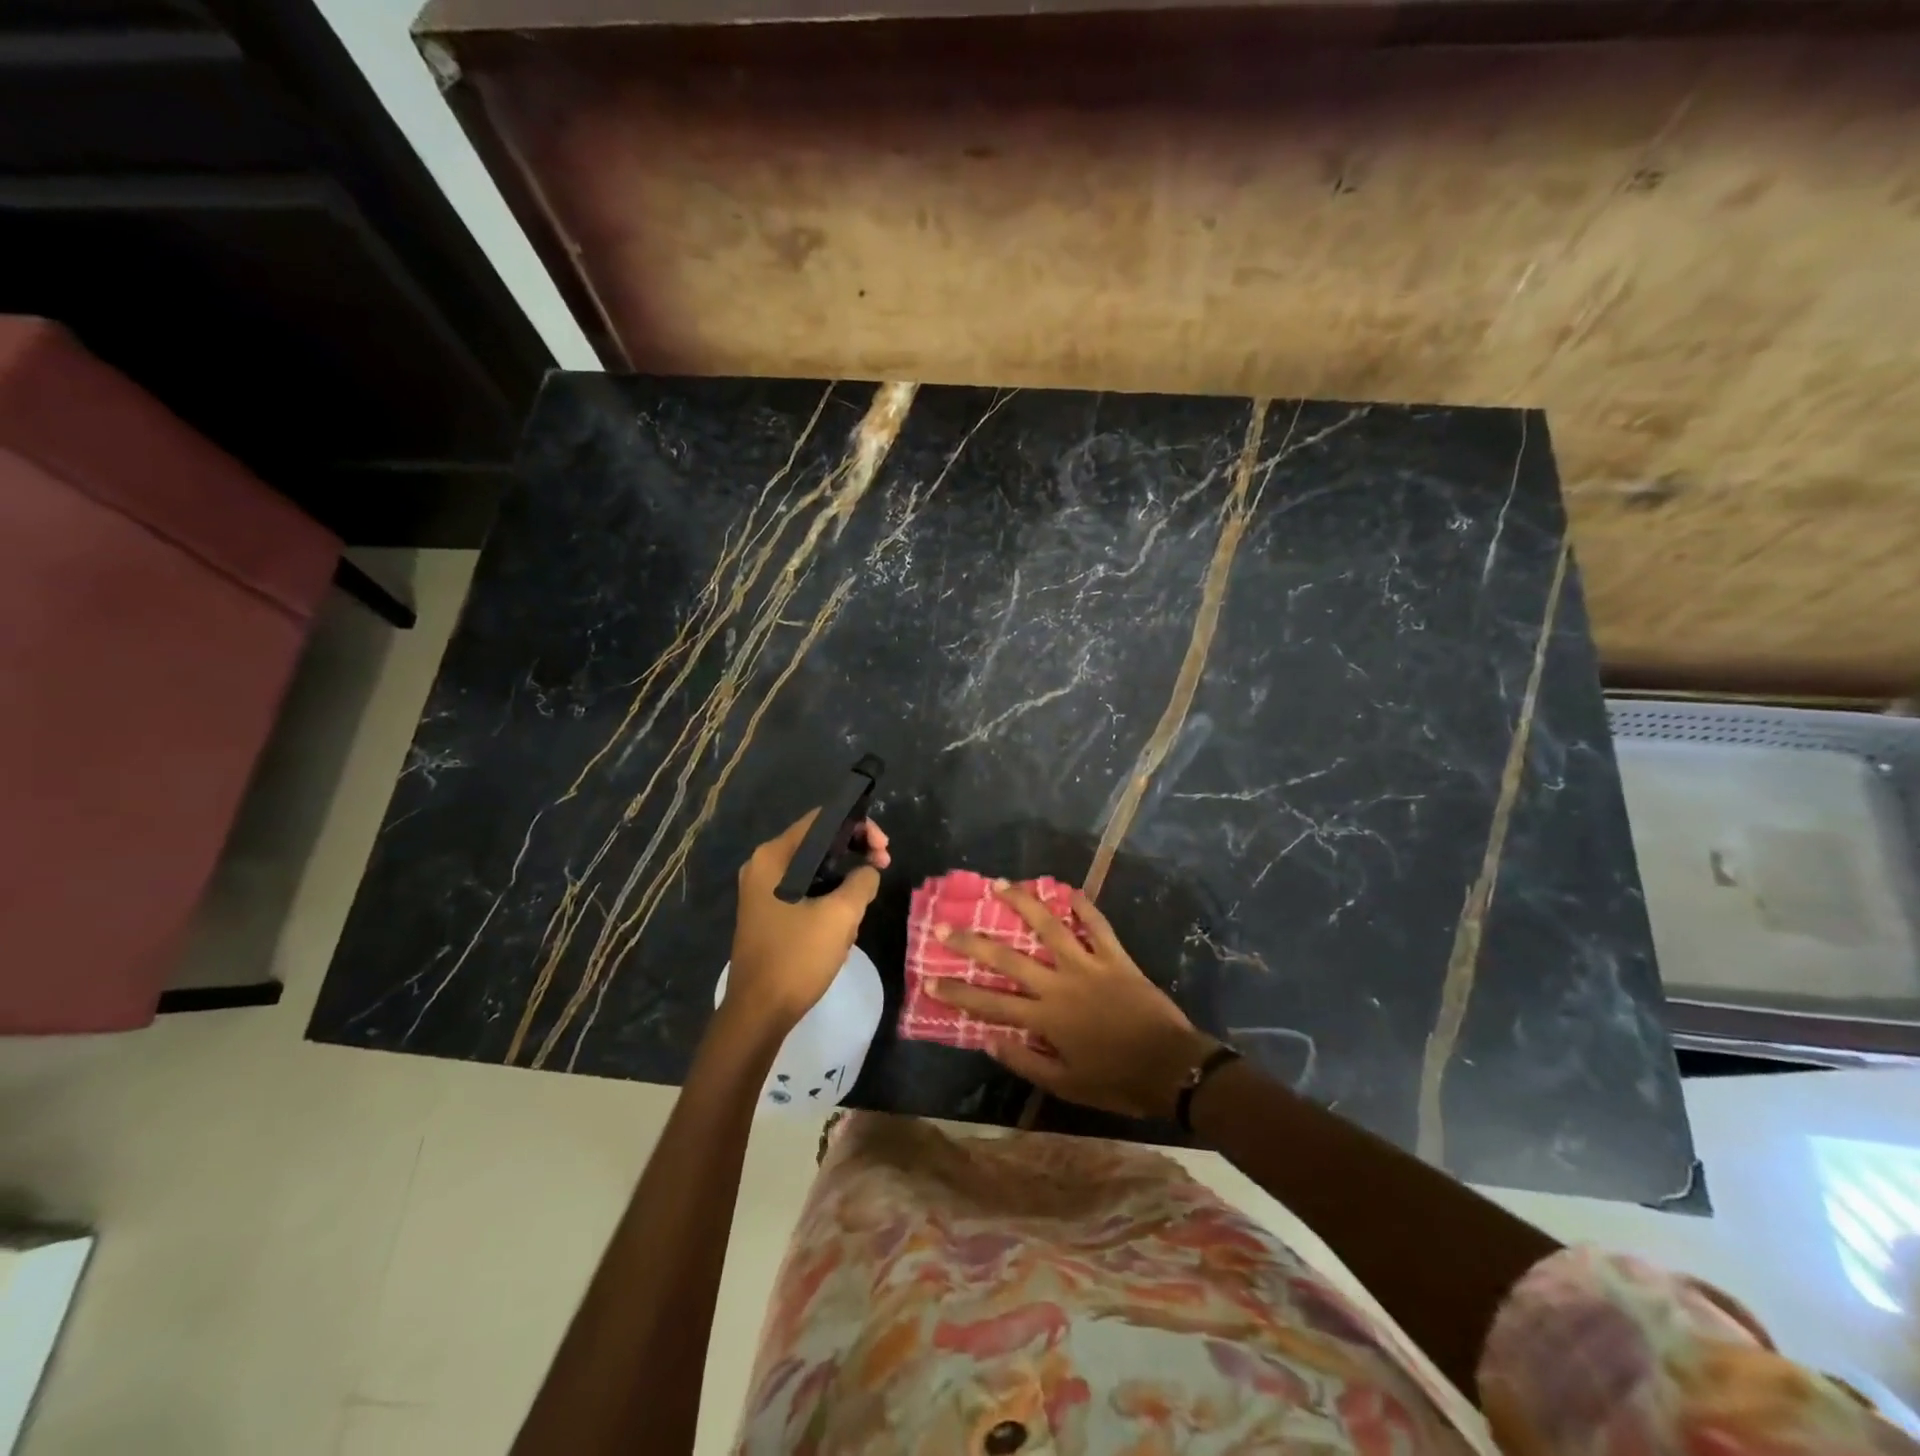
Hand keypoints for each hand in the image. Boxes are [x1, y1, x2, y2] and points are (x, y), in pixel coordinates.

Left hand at [724, 812, 889, 1036]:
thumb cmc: (797, 958)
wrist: (759, 1013)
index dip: (859, 825)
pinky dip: (828, 898)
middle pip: (818, 842)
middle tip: (882, 867)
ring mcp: (762, 891)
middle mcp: (763, 866)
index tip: (883, 849)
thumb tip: (868, 872)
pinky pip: (805, 891)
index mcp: (774, 857)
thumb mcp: (841, 915)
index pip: (822, 819)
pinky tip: (842, 926)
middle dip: (854, 853)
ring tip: (861, 907)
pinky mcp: (768, 913)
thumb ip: (862, 881)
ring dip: (843, 882)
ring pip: (814, 870)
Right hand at [929, 884, 1217, 1118]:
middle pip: (1007, 958)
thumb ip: (1025, 1061)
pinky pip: (1097, 925)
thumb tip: (988, 1041)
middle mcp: (1059, 984)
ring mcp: (1087, 965)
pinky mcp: (1115, 957)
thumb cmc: (1117, 1081)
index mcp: (1045, 1018)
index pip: (990, 1004)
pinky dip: (1084, 905)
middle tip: (945, 926)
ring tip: (999, 884)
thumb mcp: (1066, 1085)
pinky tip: (1068, 889)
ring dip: (1022, 903)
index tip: (929, 979)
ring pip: (1049, 927)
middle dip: (972, 942)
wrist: (1172, 1068)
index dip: (958, 992)